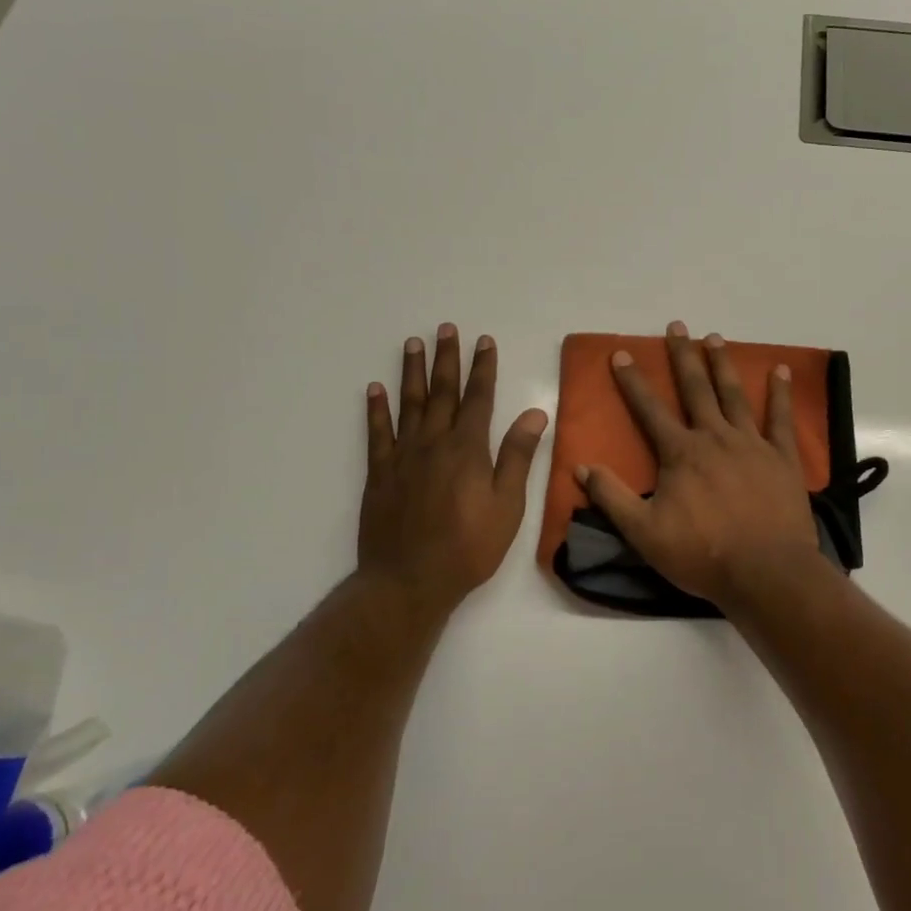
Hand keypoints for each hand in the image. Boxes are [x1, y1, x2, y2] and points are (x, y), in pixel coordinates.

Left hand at [360, 324, 548, 609]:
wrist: (408, 582)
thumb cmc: (468, 547)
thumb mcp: (507, 506)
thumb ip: (518, 457)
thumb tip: (535, 412)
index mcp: (468, 449)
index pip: (479, 398)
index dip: (483, 368)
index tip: (484, 341)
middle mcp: (434, 443)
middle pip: (442, 392)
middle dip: (447, 358)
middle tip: (446, 328)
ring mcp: (403, 456)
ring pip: (409, 404)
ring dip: (412, 372)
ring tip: (413, 343)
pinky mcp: (379, 474)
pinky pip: (377, 433)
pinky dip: (376, 409)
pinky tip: (375, 389)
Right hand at [576, 322, 830, 610]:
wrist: (766, 573)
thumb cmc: (702, 554)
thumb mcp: (644, 533)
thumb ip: (612, 498)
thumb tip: (581, 467)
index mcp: (681, 453)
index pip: (650, 410)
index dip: (633, 381)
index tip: (622, 354)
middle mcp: (714, 437)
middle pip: (696, 389)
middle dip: (683, 356)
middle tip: (677, 326)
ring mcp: (752, 444)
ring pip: (734, 395)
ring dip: (723, 364)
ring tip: (715, 337)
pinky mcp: (782, 457)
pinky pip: (780, 418)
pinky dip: (780, 393)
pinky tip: (781, 370)